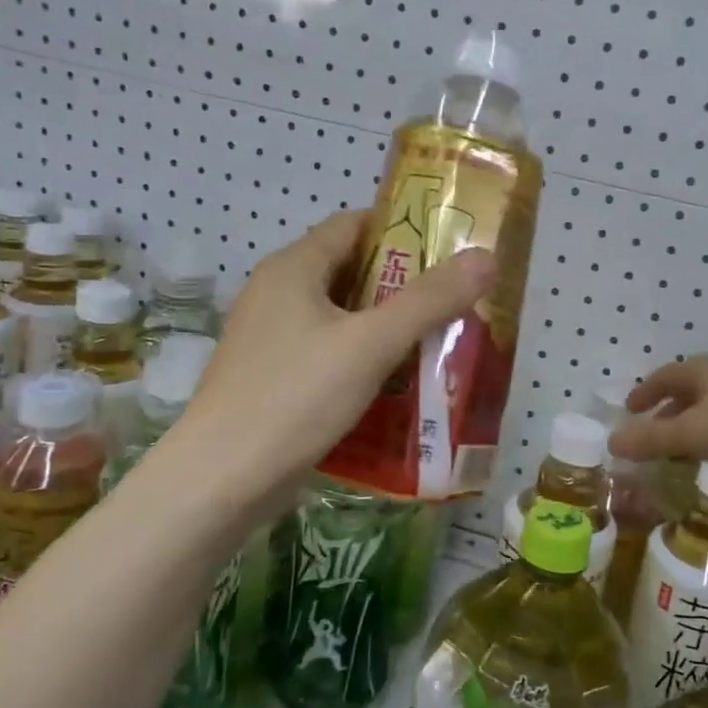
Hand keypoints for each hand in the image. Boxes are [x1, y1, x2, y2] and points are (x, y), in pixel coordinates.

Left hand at [176, 209, 495, 511]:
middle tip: (455, 300)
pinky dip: (364, 359)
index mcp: (293, 269)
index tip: (449, 249)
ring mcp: (271, 339)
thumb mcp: (371, 344)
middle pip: (350, 272)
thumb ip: (429, 300)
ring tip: (439, 341)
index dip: (402, 230)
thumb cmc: (295, 398)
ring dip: (386, 326)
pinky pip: (329, 353)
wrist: (222, 481)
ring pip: (341, 318)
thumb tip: (485, 258)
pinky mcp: (273, 378)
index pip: (353, 225)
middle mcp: (277, 294)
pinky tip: (398, 384)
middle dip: (403, 284)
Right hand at [608, 352, 707, 488]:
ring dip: (696, 428)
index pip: (664, 376)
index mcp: (705, 367)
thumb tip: (612, 441)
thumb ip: (651, 439)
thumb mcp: (692, 434)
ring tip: (685, 454)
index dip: (644, 394)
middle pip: (690, 390)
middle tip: (654, 438)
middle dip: (669, 413)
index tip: (629, 412)